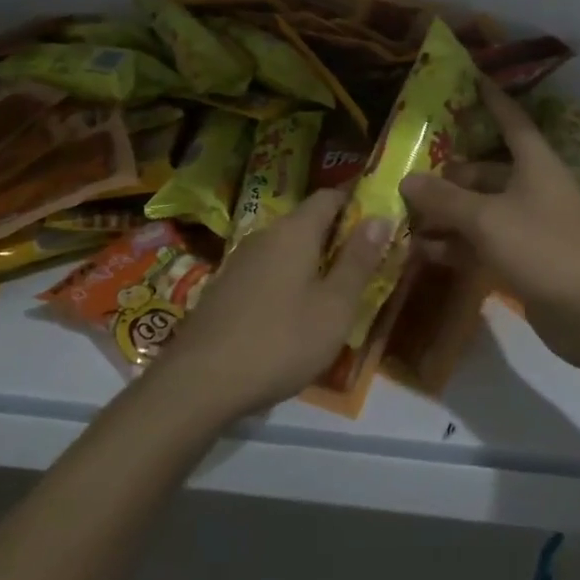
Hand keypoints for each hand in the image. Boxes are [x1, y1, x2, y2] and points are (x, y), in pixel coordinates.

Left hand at [155, 188, 391, 420]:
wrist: (198, 383)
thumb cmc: (280, 341)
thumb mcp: (334, 307)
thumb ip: (359, 260)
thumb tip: (380, 217)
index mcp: (294, 231)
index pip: (330, 196)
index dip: (357, 200)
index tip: (381, 216)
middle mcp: (265, 235)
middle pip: (307, 221)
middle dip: (337, 235)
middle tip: (367, 260)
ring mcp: (239, 262)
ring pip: (286, 248)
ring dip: (312, 260)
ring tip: (336, 288)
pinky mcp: (225, 289)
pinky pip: (267, 270)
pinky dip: (289, 279)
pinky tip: (296, 312)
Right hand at [401, 81, 579, 366]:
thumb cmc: (541, 248)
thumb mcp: (486, 219)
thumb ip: (445, 199)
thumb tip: (407, 178)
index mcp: (535, 163)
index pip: (511, 120)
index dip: (492, 100)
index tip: (472, 80)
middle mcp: (533, 187)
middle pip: (486, 170)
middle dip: (449, 174)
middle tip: (409, 175)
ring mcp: (531, 224)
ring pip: (482, 209)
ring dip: (448, 214)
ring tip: (406, 218)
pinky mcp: (526, 257)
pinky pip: (485, 241)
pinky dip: (459, 244)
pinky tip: (426, 252)